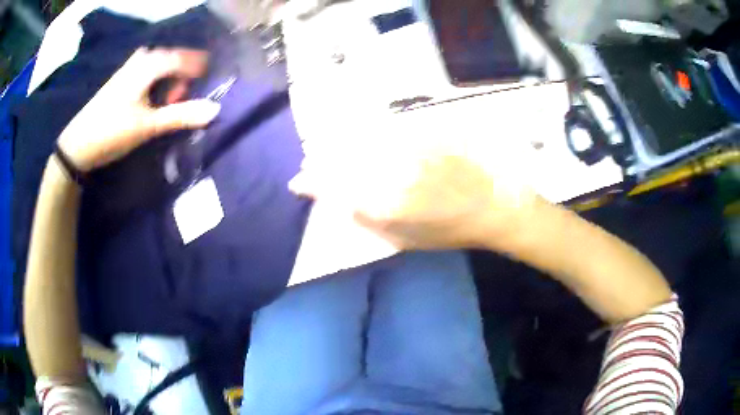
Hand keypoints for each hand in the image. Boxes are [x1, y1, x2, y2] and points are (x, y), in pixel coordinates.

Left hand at [57, 48, 220, 171]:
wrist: (77, 144)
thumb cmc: (112, 131)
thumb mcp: (148, 125)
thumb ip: (181, 116)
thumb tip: (216, 110)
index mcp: (149, 65)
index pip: (183, 58)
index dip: (198, 68)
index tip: (208, 81)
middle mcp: (140, 60)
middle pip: (171, 59)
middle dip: (181, 76)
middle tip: (179, 100)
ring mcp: (128, 69)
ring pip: (158, 65)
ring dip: (167, 79)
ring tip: (165, 101)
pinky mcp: (120, 80)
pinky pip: (146, 71)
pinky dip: (155, 81)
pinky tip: (150, 99)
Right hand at [290, 144, 541, 250]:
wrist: (493, 205)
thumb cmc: (450, 230)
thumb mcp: (404, 240)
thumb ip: (368, 220)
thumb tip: (340, 201)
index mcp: (388, 204)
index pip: (337, 187)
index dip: (313, 181)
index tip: (299, 179)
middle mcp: (394, 172)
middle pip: (344, 159)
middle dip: (321, 160)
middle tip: (310, 159)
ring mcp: (410, 149)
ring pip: (362, 140)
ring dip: (340, 143)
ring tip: (328, 144)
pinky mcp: (424, 134)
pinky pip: (387, 130)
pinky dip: (369, 133)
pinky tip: (363, 136)